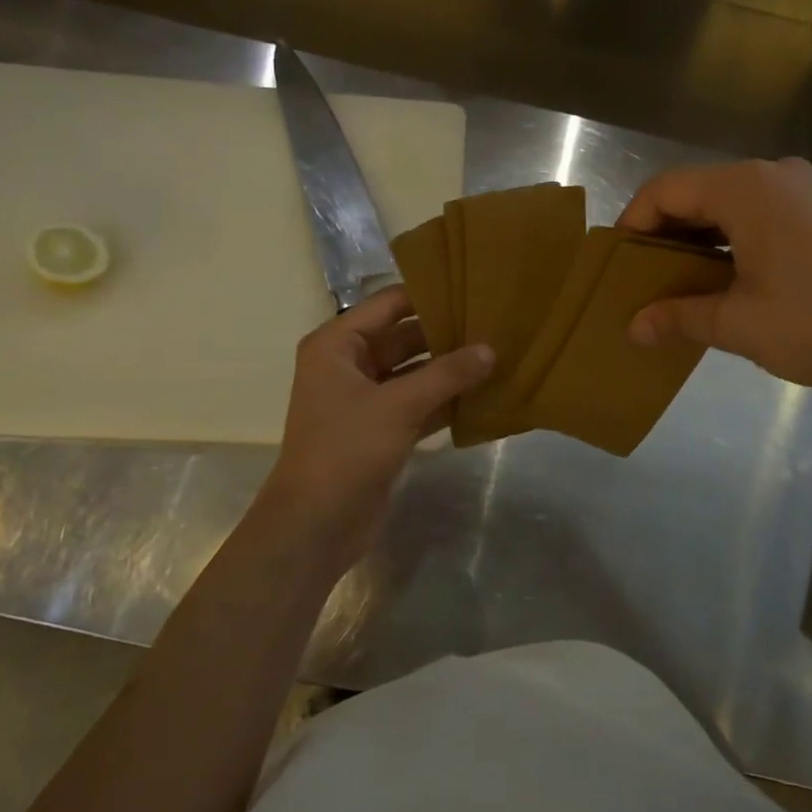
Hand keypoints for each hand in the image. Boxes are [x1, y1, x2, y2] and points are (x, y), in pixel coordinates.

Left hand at [262, 286, 493, 555]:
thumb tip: (489, 350)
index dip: (428, 294)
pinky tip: (482, 394)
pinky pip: (417, 403)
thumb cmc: (347, 450)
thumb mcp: (399, 405)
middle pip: (403, 337)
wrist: (316, 524)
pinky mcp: (380, 430)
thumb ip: (446, 374)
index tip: (472, 287)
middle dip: (445, 334)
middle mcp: (349, 365)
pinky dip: (443, 400)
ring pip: (413, 372)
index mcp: (338, 345)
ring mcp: (365, 399)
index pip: (388, 304)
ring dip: (448, 369)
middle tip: (494, 323)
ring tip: (496, 354)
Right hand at [617, 158, 811, 406]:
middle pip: (696, 193)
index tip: (617, 264)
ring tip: (677, 285)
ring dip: (697, 240)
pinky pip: (759, 215)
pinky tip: (724, 281)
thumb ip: (679, 317)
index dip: (633, 223)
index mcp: (746, 188)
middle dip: (663, 234)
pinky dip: (730, 242)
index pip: (665, 189)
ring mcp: (804, 191)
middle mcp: (773, 175)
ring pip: (728, 205)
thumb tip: (633, 328)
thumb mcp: (739, 324)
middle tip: (641, 279)